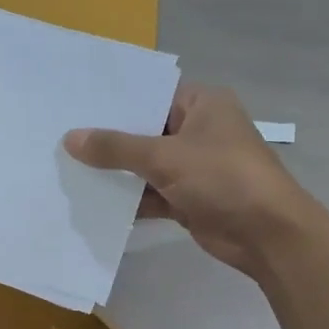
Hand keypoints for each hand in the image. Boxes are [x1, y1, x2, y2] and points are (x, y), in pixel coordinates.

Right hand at [64, 82, 320, 274]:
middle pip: (146, 131)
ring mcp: (195, 167)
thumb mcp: (165, 157)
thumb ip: (116, 148)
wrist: (267, 234)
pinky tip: (93, 202)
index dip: (116, 101)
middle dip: (109, 140)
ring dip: (116, 173)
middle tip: (61, 137)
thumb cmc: (223, 178)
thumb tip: (70, 138)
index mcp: (202, 104)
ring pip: (146, 166)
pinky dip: (130, 200)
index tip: (75, 104)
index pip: (152, 94)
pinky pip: (152, 194)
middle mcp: (199, 130)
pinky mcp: (190, 199)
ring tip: (68, 169)